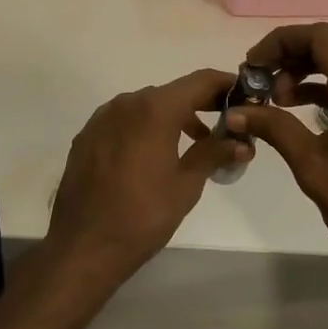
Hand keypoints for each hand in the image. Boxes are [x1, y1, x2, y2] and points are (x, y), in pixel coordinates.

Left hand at [46, 68, 245, 284]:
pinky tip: (153, 155)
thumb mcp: (186, 185)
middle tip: (225, 123)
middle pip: (173, 92)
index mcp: (155, 109)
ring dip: (172, 117)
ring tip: (193, 143)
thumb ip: (214, 154)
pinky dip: (145, 128)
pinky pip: (125, 120)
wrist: (82, 247)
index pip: (200, 81)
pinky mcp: (87, 136)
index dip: (225, 84)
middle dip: (201, 104)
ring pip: (147, 106)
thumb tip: (242, 142)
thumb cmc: (142, 216)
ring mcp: (103, 118)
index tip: (245, 95)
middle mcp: (127, 103)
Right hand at [225, 23, 327, 282]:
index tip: (253, 66)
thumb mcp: (311, 164)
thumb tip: (235, 111)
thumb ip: (274, 128)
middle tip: (261, 85)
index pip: (320, 37)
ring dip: (309, 74)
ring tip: (276, 101)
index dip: (281, 42)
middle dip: (292, 58)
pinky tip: (302, 113)